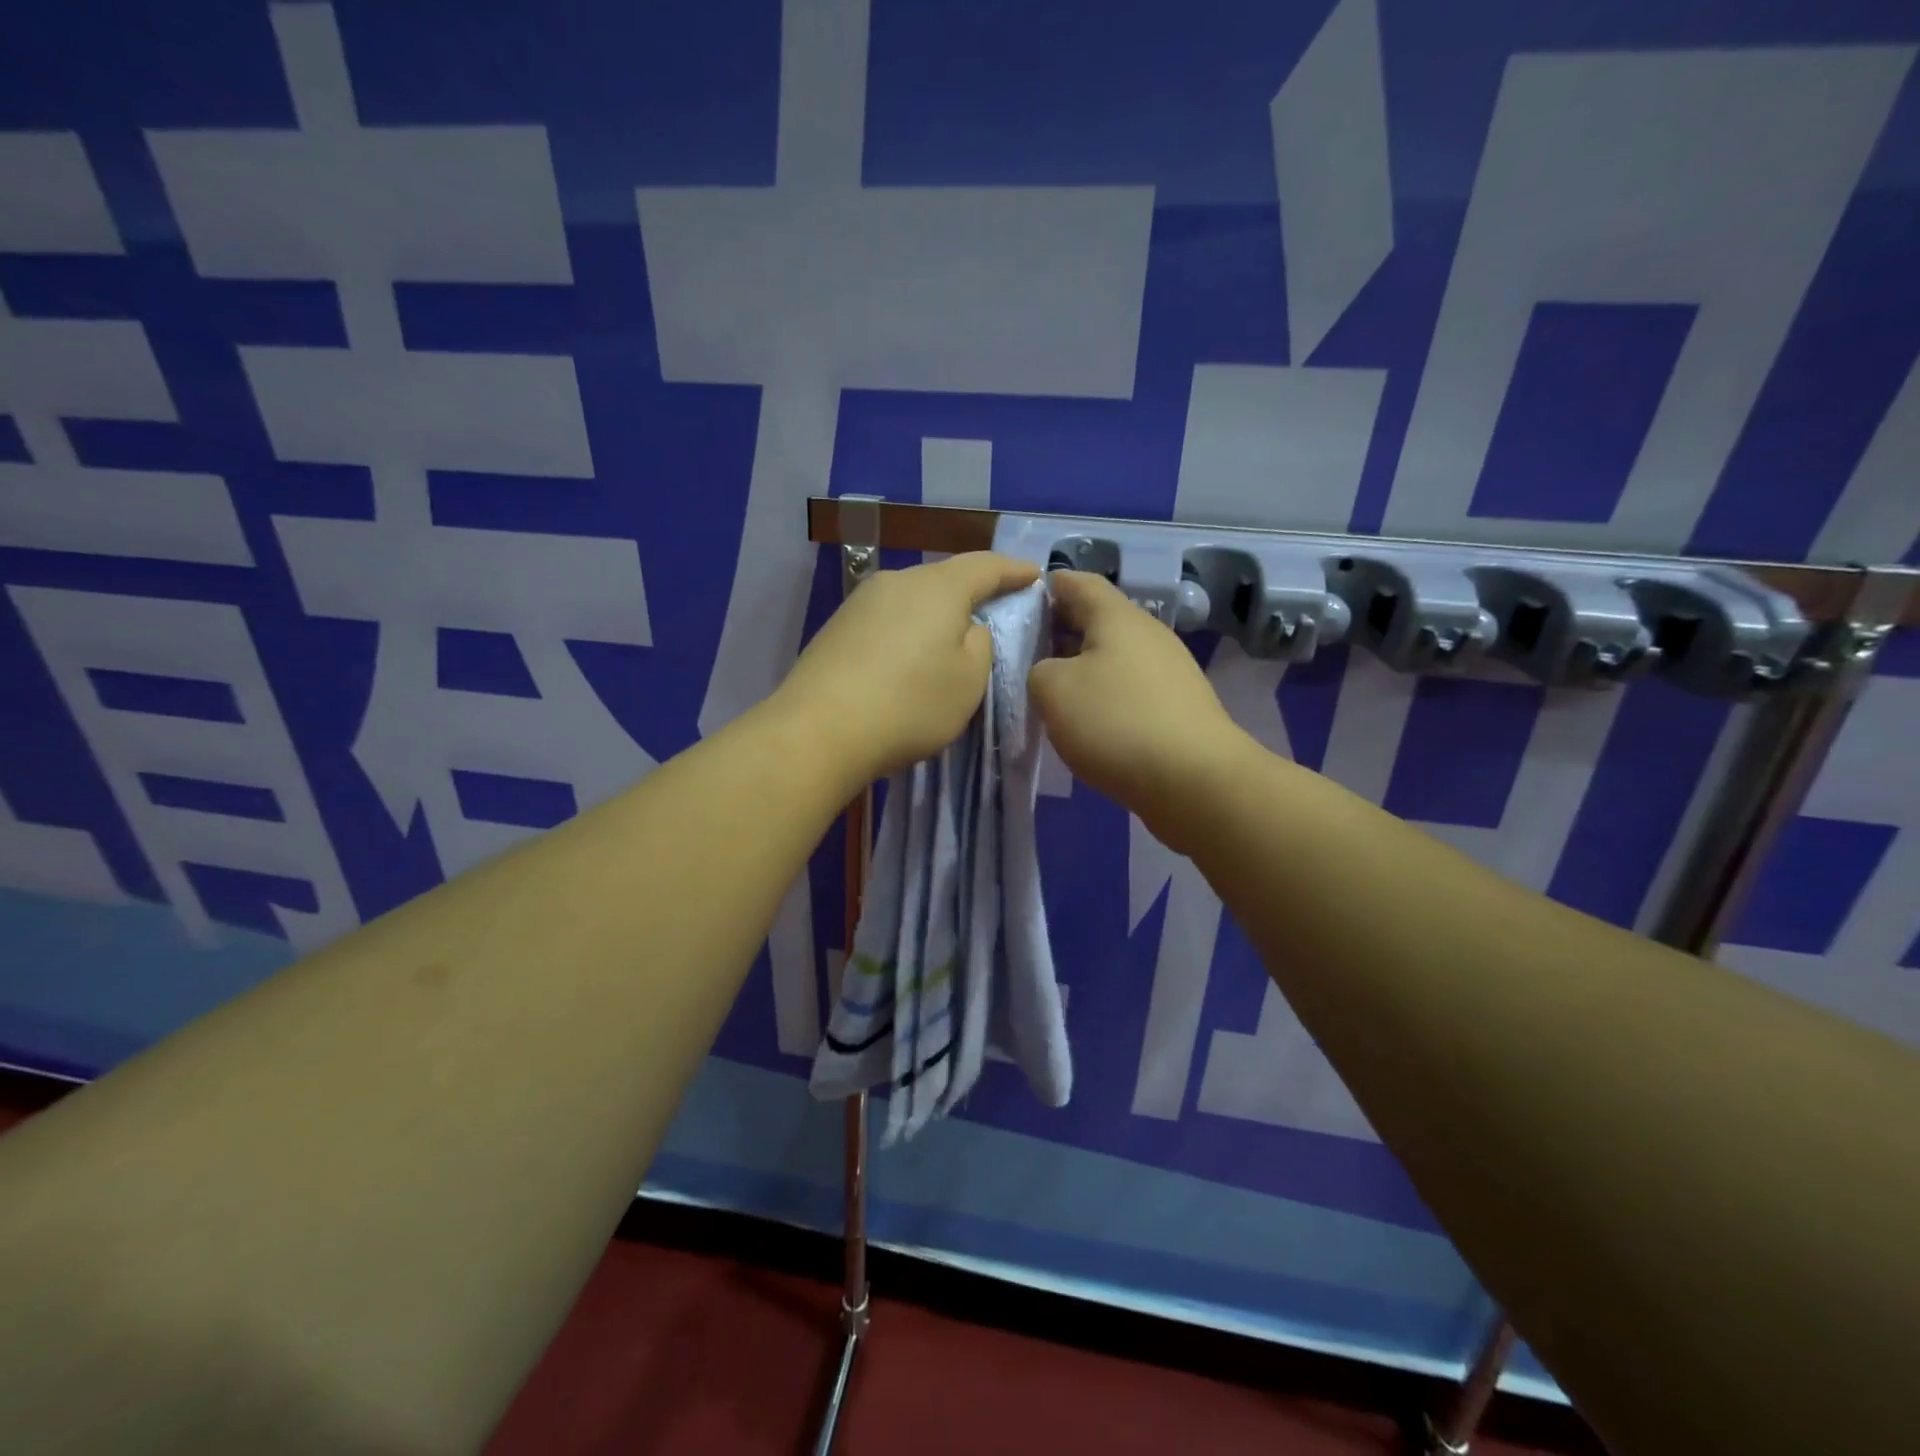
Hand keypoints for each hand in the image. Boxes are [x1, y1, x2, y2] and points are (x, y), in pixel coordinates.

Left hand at [774, 552, 1040, 784]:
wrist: (819, 731)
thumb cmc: (910, 704)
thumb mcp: (969, 681)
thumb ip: (980, 644)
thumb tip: (966, 628)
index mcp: (938, 587)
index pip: (985, 566)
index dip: (1013, 570)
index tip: (1034, 575)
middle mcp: (897, 581)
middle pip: (944, 579)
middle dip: (971, 593)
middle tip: (993, 611)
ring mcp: (860, 602)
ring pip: (912, 600)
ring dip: (935, 616)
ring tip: (948, 642)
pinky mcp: (836, 628)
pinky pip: (886, 621)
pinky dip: (906, 634)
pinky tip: (907, 660)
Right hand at [1028, 571, 1247, 836]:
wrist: (1194, 780)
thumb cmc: (1116, 722)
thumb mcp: (1053, 691)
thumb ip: (1038, 670)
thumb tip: (1049, 673)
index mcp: (1117, 617)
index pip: (1078, 583)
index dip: (1047, 586)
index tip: (1019, 600)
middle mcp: (1147, 634)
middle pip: (1098, 619)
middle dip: (1060, 629)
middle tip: (1025, 649)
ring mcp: (1168, 670)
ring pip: (1114, 655)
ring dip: (1082, 664)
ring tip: (1051, 687)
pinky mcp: (1178, 706)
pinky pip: (1130, 686)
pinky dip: (1105, 692)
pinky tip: (1087, 719)